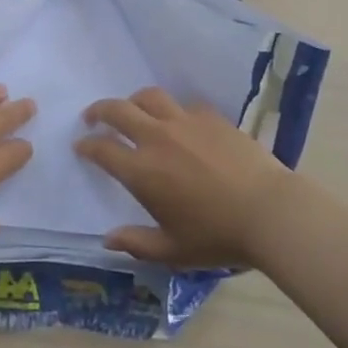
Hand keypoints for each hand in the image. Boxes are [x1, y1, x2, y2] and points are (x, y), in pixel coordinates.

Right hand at [74, 87, 294, 267]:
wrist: (267, 210)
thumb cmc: (216, 236)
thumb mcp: (173, 250)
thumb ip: (136, 243)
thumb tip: (108, 239)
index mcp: (142, 171)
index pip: (103, 149)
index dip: (87, 145)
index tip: (81, 145)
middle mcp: (157, 138)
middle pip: (119, 110)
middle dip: (100, 110)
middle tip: (93, 116)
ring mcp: (185, 121)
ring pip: (150, 97)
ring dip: (133, 101)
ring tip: (132, 109)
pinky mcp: (210, 116)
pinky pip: (183, 105)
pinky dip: (172, 110)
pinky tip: (177, 122)